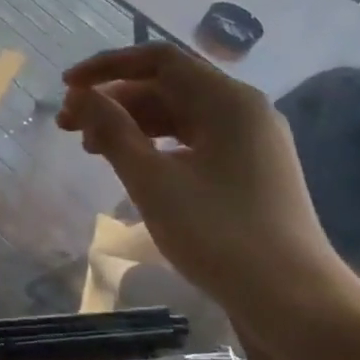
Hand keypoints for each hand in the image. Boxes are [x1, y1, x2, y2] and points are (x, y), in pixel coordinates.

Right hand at [56, 44, 351, 319]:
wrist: (293, 299)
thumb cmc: (218, 234)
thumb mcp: (152, 181)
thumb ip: (112, 131)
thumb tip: (80, 96)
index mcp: (227, 101)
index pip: (158, 60)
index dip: (107, 67)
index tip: (67, 87)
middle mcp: (244, 109)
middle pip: (167, 86)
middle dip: (114, 101)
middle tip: (68, 126)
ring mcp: (251, 140)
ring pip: (178, 115)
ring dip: (131, 124)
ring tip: (90, 148)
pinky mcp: (249, 168)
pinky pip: (193, 140)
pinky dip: (156, 145)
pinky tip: (130, 164)